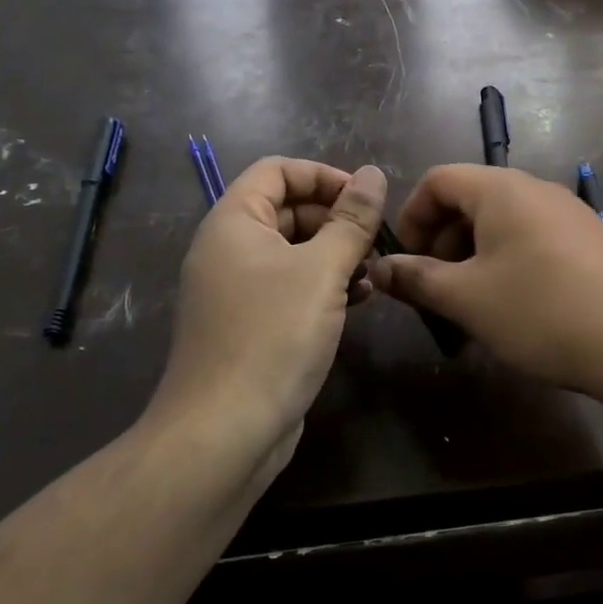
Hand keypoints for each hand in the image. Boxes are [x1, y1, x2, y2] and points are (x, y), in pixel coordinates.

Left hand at [155, 157, 384, 463]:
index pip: (277, 171)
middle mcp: (230, 249)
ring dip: (336, 253)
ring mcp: (239, 290)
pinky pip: (291, 287)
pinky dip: (324, 285)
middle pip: (288, 210)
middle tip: (377, 239)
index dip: (323, 175)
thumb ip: (352, 219)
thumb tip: (375, 173)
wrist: (225, 432)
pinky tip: (358, 300)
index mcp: (234, 223)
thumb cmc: (273, 337)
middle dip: (336, 218)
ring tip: (374, 271)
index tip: (366, 198)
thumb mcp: (322, 270)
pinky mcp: (252, 325)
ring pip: (294, 251)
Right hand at [369, 165, 602, 406]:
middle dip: (441, 237)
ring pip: (502, 219)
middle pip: (470, 197)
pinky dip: (507, 258)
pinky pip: (532, 235)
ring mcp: (568, 212)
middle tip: (435, 285)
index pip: (438, 179)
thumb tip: (380, 268)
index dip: (411, 215)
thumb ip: (417, 279)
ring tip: (470, 299)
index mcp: (502, 189)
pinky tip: (512, 301)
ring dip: (473, 251)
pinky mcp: (590, 238)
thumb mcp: (468, 299)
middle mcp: (536, 188)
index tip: (405, 259)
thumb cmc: (540, 312)